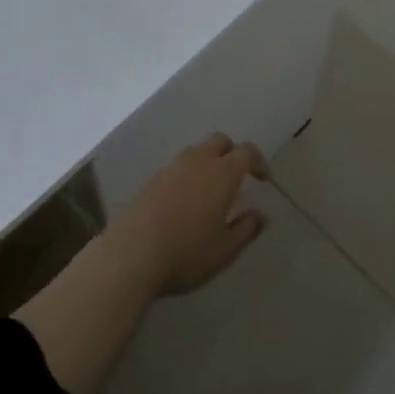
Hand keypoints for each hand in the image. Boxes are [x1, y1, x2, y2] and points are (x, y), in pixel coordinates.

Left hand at [104, 134, 270, 296]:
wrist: (132, 253)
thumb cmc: (186, 252)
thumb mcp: (224, 250)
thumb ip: (246, 229)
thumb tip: (260, 214)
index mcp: (221, 173)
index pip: (246, 152)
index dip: (258, 161)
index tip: (262, 179)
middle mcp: (198, 161)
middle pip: (220, 141)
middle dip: (232, 153)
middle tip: (237, 178)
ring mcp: (172, 166)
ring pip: (197, 150)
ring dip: (209, 161)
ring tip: (210, 189)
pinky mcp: (153, 178)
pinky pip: (179, 164)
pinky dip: (189, 172)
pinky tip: (186, 198)